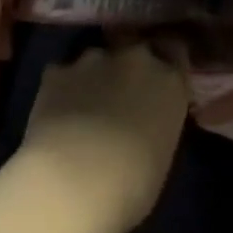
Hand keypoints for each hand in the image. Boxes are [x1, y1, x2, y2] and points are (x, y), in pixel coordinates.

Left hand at [15, 44, 189, 232]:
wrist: (73, 182)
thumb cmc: (132, 186)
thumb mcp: (161, 154)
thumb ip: (156, 122)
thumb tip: (143, 122)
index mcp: (169, 81)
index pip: (176, 50)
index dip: (165, 61)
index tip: (159, 77)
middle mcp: (134, 59)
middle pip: (135, 45)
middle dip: (128, 63)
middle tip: (120, 92)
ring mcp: (92, 59)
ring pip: (96, 59)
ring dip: (93, 76)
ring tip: (83, 107)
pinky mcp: (56, 69)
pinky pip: (63, 74)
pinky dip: (63, 89)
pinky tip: (56, 115)